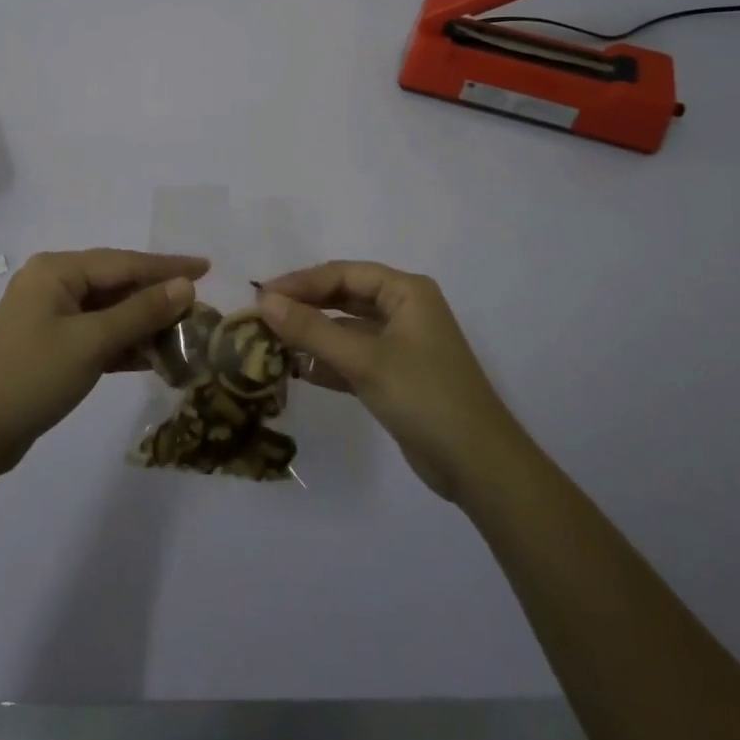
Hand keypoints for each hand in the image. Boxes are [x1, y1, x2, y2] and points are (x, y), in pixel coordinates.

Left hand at [0, 249, 208, 478]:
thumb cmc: (33, 377)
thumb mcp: (92, 342)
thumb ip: (141, 312)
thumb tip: (185, 286)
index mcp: (57, 269)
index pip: (124, 262)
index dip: (168, 267)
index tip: (207, 267)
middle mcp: (53, 283)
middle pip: (117, 284)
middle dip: (157, 298)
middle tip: (199, 307)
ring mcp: (50, 315)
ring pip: (109, 311)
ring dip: (143, 325)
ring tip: (184, 336)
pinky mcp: (51, 345)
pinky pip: (97, 334)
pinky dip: (123, 345)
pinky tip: (153, 358)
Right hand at [257, 261, 517, 500]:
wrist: (479, 466)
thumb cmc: (425, 397)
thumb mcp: (364, 360)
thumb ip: (312, 330)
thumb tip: (263, 301)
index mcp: (406, 291)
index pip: (343, 274)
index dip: (301, 282)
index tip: (261, 295)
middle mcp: (404, 309)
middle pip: (343, 297)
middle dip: (303, 306)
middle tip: (260, 316)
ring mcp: (400, 344)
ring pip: (345, 329)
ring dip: (311, 335)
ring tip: (268, 342)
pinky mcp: (394, 376)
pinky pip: (352, 357)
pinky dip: (325, 362)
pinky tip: (294, 370)